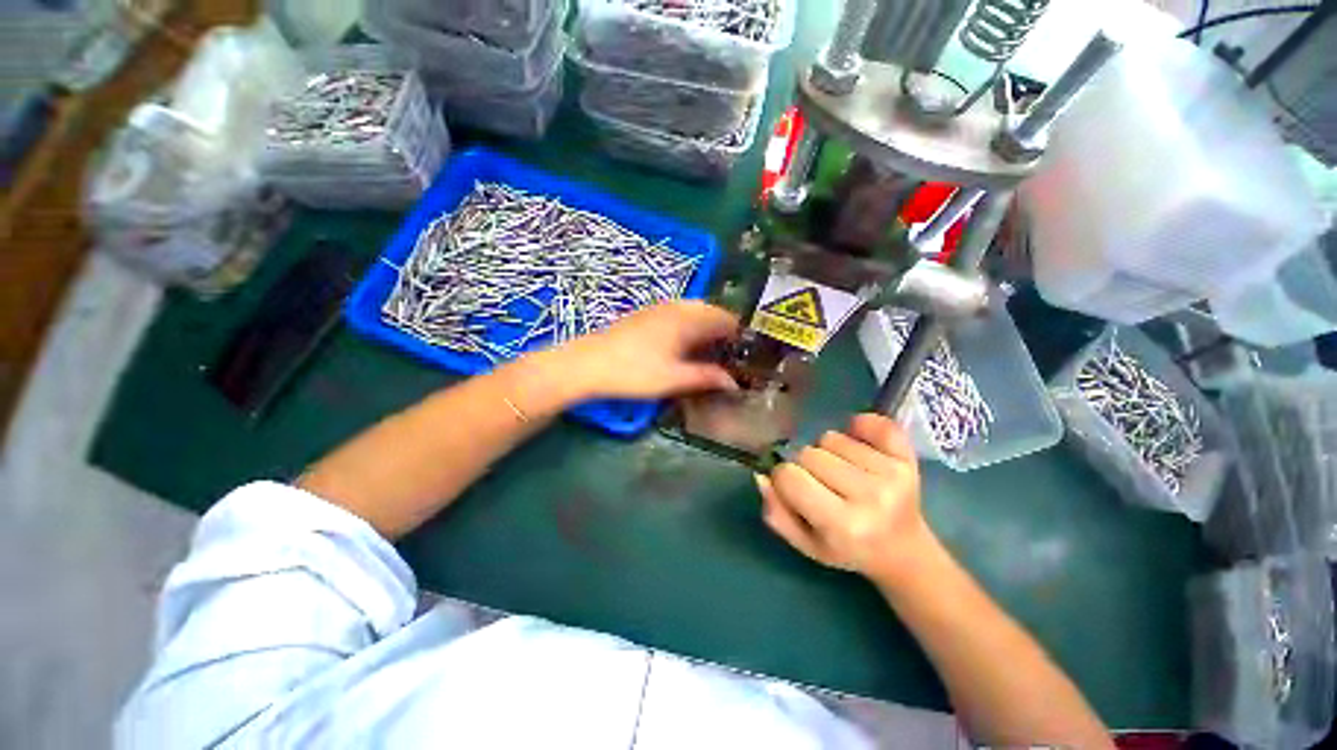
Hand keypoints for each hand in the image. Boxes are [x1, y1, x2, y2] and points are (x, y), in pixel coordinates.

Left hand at [555, 300, 739, 400]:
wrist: (587, 364)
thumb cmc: (635, 372)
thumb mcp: (675, 378)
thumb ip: (707, 378)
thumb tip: (734, 383)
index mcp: (688, 318)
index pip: (725, 318)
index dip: (739, 334)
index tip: (745, 353)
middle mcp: (676, 307)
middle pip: (710, 312)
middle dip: (723, 331)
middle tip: (728, 355)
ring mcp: (658, 308)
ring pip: (693, 312)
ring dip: (705, 328)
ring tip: (709, 352)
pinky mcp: (644, 315)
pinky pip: (677, 314)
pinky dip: (689, 326)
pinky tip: (683, 345)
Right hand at [756, 414, 929, 581]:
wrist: (903, 551)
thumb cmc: (848, 549)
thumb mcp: (806, 544)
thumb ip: (777, 513)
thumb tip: (762, 476)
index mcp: (842, 525)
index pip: (789, 477)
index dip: (783, 479)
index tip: (794, 489)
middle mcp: (870, 496)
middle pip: (809, 453)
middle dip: (805, 466)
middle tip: (821, 484)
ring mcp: (893, 474)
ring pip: (832, 437)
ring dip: (829, 451)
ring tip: (842, 472)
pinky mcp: (908, 458)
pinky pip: (874, 423)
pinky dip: (860, 428)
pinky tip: (860, 446)